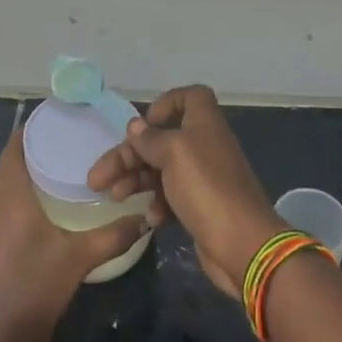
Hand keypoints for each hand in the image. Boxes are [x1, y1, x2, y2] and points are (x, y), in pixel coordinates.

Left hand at [0, 126, 147, 340]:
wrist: (5, 336)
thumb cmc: (38, 285)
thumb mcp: (80, 257)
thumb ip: (113, 235)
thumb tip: (143, 219)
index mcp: (11, 199)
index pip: (12, 151)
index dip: (26, 132)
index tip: (51, 119)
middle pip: (9, 168)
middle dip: (31, 152)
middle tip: (64, 141)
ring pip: (6, 189)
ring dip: (26, 176)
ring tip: (60, 168)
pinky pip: (7, 208)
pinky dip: (23, 197)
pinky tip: (49, 207)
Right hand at [88, 85, 283, 297]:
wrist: (242, 244)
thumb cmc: (206, 188)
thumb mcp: (173, 154)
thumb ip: (151, 139)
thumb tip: (136, 127)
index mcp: (204, 123)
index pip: (189, 97)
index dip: (165, 104)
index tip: (144, 125)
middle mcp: (204, 145)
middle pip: (161, 139)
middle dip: (129, 155)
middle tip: (99, 178)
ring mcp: (203, 177)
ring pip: (162, 169)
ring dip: (136, 180)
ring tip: (113, 197)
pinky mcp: (201, 206)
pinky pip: (172, 196)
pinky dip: (158, 203)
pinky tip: (151, 219)